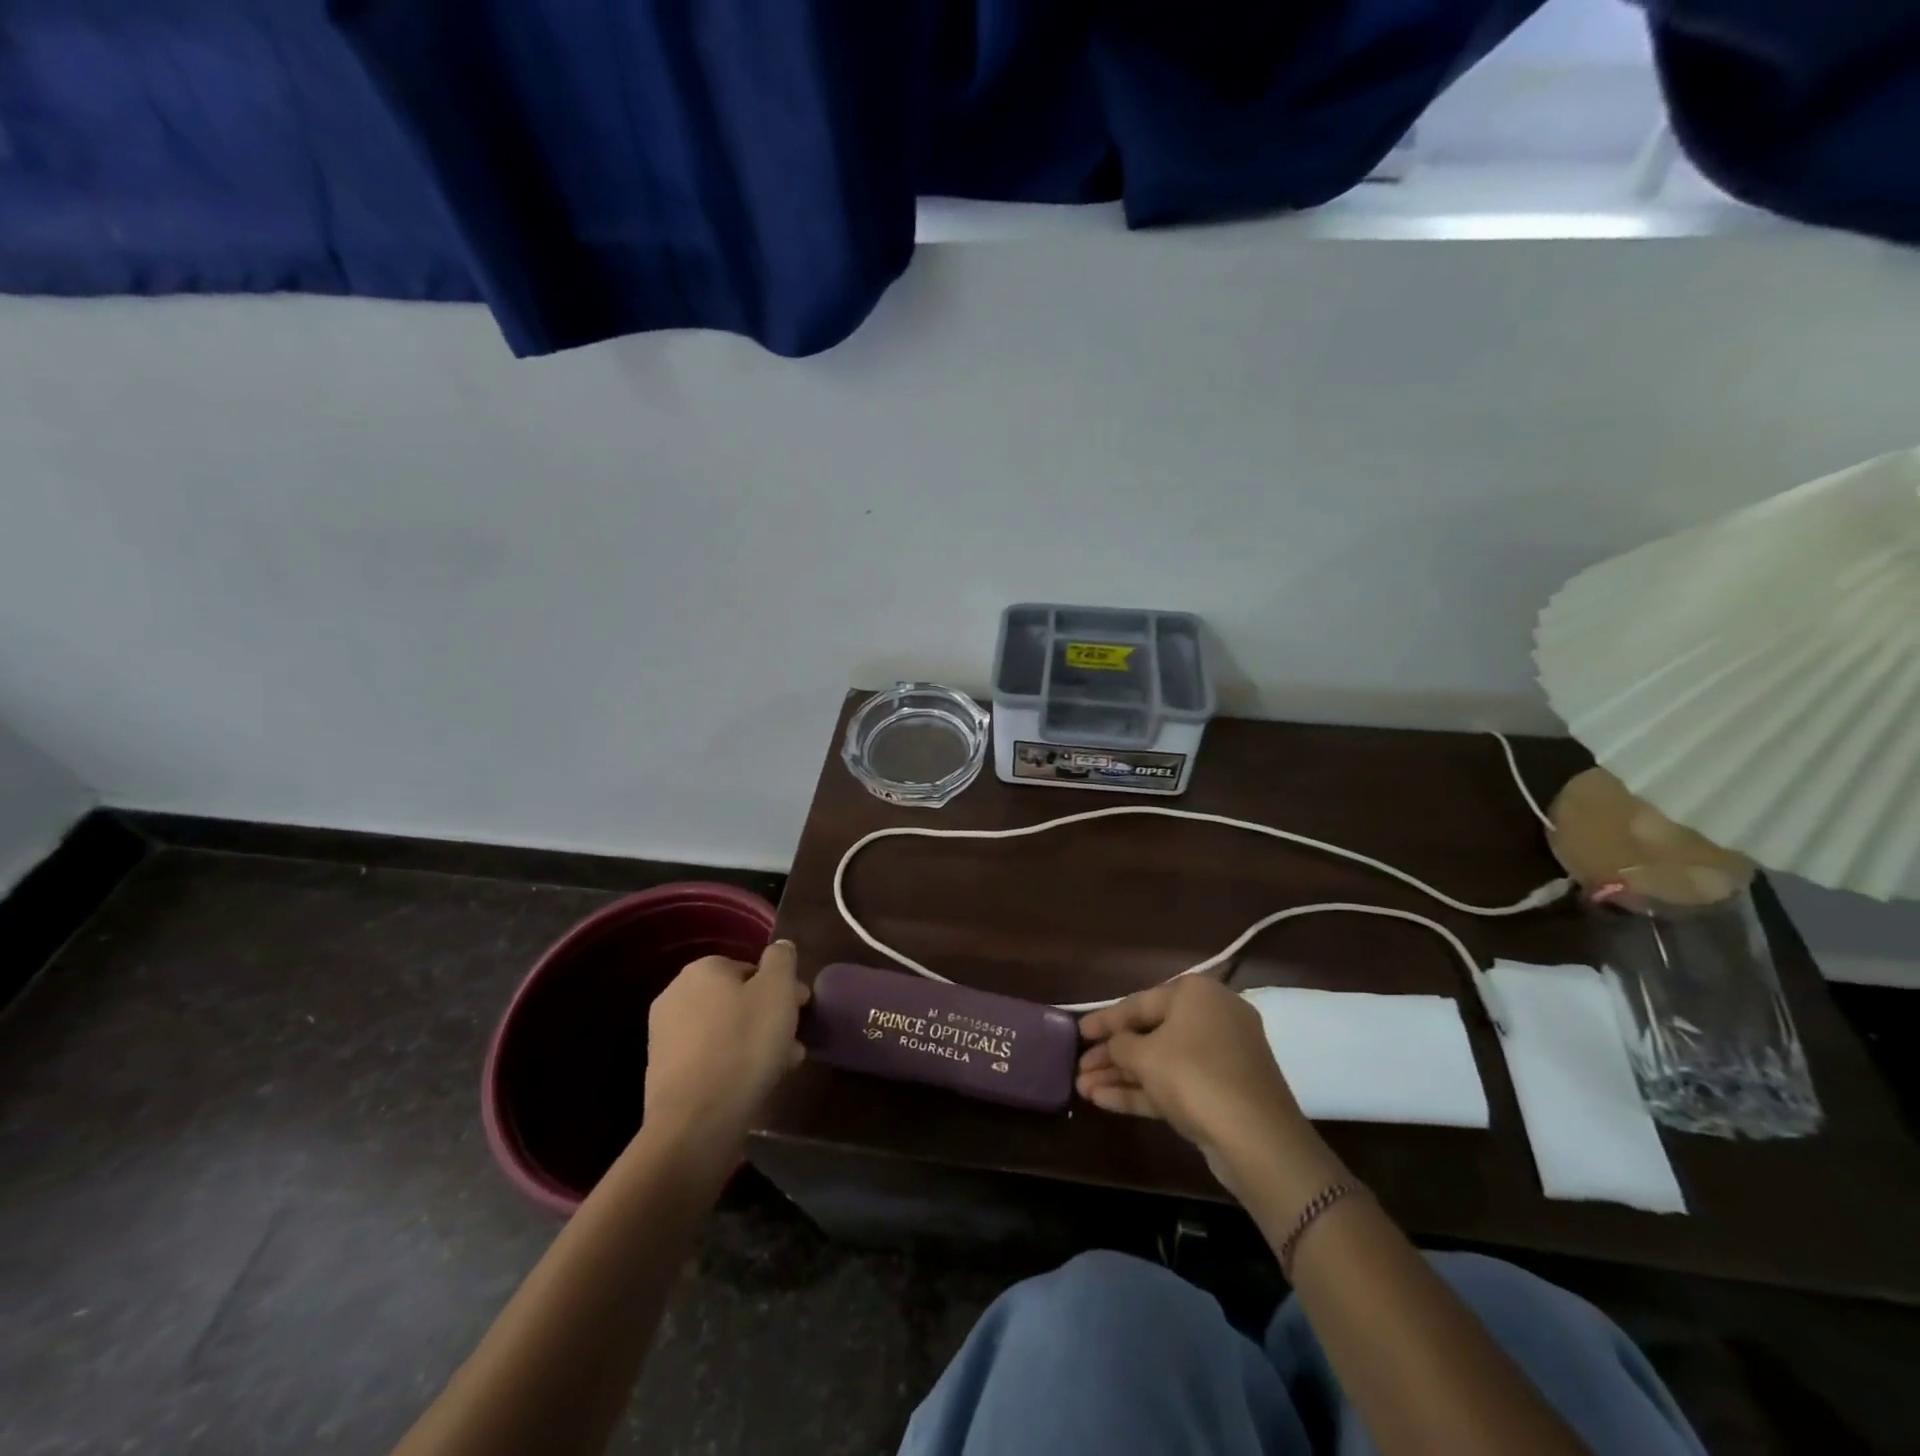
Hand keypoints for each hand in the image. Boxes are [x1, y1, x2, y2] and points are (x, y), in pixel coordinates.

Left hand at [643, 940, 808, 1159]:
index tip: (801, 1009)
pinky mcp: (664, 1072)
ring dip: (755, 1042)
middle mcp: (677, 994)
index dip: (782, 988)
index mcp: (703, 969)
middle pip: (738, 1000)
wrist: (697, 1120)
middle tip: (794, 1040)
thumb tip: (780, 947)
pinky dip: (733, 1063)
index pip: (753, 968)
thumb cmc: (744, 1044)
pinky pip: (710, 1057)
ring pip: (726, 1030)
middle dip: (769, 1017)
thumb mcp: (778, 990)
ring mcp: (665, 1035)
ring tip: (782, 1066)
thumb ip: (782, 960)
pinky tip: (754, 1083)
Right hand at [1078, 977, 1329, 1198]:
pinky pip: (1175, 1084)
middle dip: (1111, 1054)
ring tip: (1083, 1088)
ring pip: (1161, 1062)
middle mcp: (1212, 1017)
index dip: (1105, 1020)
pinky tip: (1104, 1102)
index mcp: (1196, 994)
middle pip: (1150, 1033)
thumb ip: (1120, 1045)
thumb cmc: (1194, 1077)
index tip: (1078, 1031)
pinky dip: (1142, 1091)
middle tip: (1079, 1067)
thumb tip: (1115, 1044)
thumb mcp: (1145, 1056)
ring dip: (1121, 1075)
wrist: (1257, 1140)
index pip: (1139, 1003)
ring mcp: (1220, 1057)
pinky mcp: (1222, 1092)